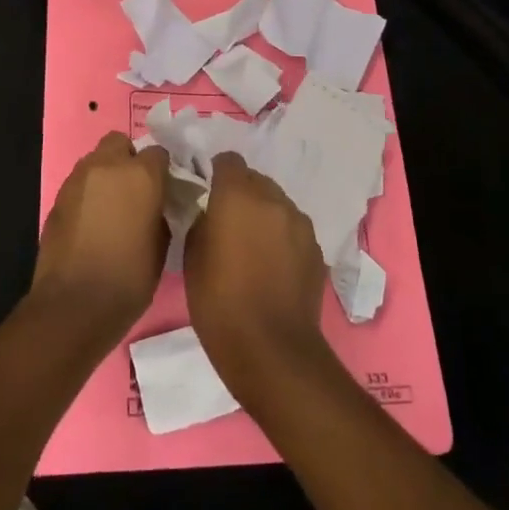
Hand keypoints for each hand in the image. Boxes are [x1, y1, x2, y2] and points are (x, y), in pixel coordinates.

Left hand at [31, 132, 170, 339]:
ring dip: (106, 174)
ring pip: (96, 160)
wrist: (74, 304)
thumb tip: (157, 205)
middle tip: (137, 190)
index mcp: (141, 175)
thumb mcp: (162, 245)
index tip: (165, 190)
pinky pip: (79, 183)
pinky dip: (88, 193)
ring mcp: (78, 180)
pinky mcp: (58, 198)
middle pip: (120, 143)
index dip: (163, 170)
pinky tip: (93, 221)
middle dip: (129, 159)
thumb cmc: (129, 278)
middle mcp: (107, 167)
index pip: (158, 153)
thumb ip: (162, 212)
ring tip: (113, 206)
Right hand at [184, 153, 331, 408]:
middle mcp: (274, 200)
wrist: (271, 349)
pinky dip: (281, 237)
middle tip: (226, 222)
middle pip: (256, 180)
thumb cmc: (219, 302)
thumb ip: (201, 221)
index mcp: (238, 195)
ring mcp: (300, 224)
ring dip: (263, 214)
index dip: (216, 172)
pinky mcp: (316, 249)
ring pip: (277, 204)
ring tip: (251, 246)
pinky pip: (293, 229)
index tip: (206, 191)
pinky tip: (271, 266)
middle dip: (241, 193)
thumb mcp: (192, 256)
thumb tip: (209, 212)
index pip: (228, 161)